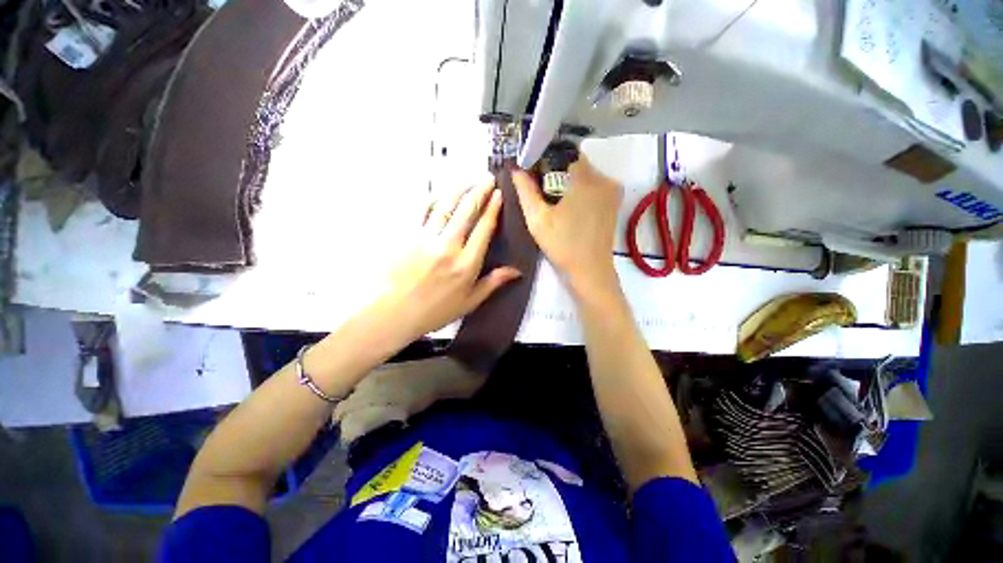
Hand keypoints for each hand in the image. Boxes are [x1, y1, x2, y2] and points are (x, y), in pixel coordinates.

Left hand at [374, 178, 520, 341]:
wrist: (393, 312)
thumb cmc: (435, 311)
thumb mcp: (469, 302)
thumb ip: (493, 283)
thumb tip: (516, 271)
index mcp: (466, 264)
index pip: (483, 229)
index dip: (492, 209)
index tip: (498, 194)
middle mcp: (448, 246)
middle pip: (467, 211)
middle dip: (480, 191)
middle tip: (488, 178)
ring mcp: (426, 238)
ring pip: (446, 205)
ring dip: (459, 189)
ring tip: (469, 180)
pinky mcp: (407, 234)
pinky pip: (422, 210)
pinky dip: (434, 199)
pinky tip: (441, 194)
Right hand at [512, 157, 621, 294]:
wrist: (590, 270)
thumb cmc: (562, 245)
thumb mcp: (537, 219)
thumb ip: (525, 191)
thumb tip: (515, 168)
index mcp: (585, 178)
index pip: (563, 152)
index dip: (546, 158)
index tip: (533, 170)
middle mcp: (604, 178)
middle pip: (575, 162)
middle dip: (556, 171)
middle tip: (540, 187)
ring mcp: (612, 190)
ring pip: (585, 174)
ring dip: (568, 180)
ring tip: (552, 198)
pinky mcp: (614, 202)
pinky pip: (594, 185)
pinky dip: (580, 189)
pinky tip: (568, 206)